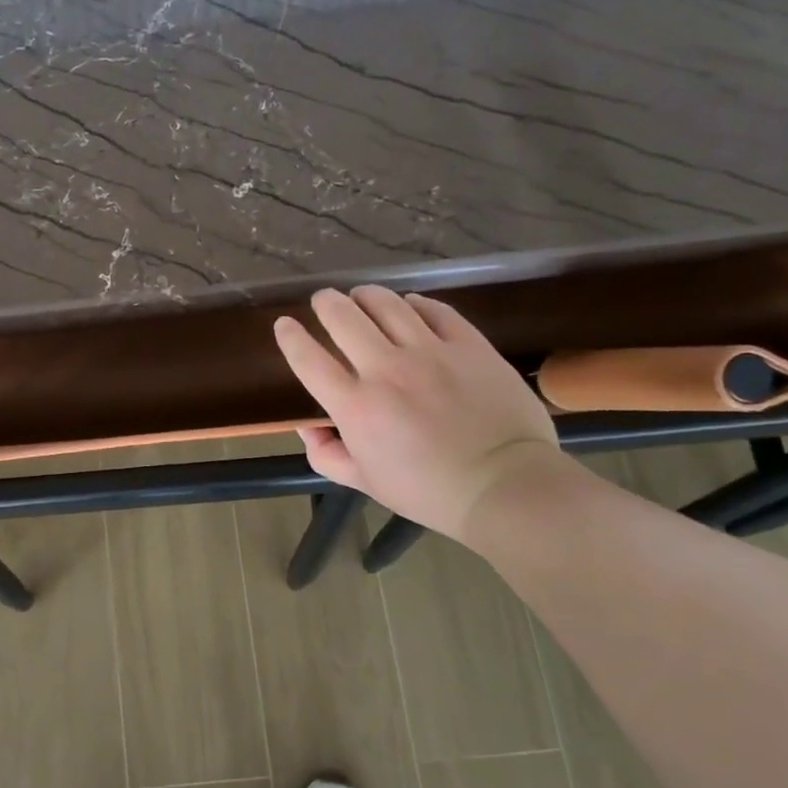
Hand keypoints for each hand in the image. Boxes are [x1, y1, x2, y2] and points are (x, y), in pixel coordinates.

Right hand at [273, 287, 564, 542]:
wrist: (503, 485)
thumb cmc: (427, 491)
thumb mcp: (365, 482)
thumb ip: (327, 455)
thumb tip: (307, 429)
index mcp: (355, 406)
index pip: (309, 359)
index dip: (290, 337)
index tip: (284, 324)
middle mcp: (386, 369)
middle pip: (343, 317)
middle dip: (326, 303)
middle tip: (324, 300)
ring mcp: (430, 352)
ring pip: (387, 305)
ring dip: (366, 296)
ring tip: (362, 296)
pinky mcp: (468, 345)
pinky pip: (435, 310)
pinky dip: (415, 303)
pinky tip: (410, 305)